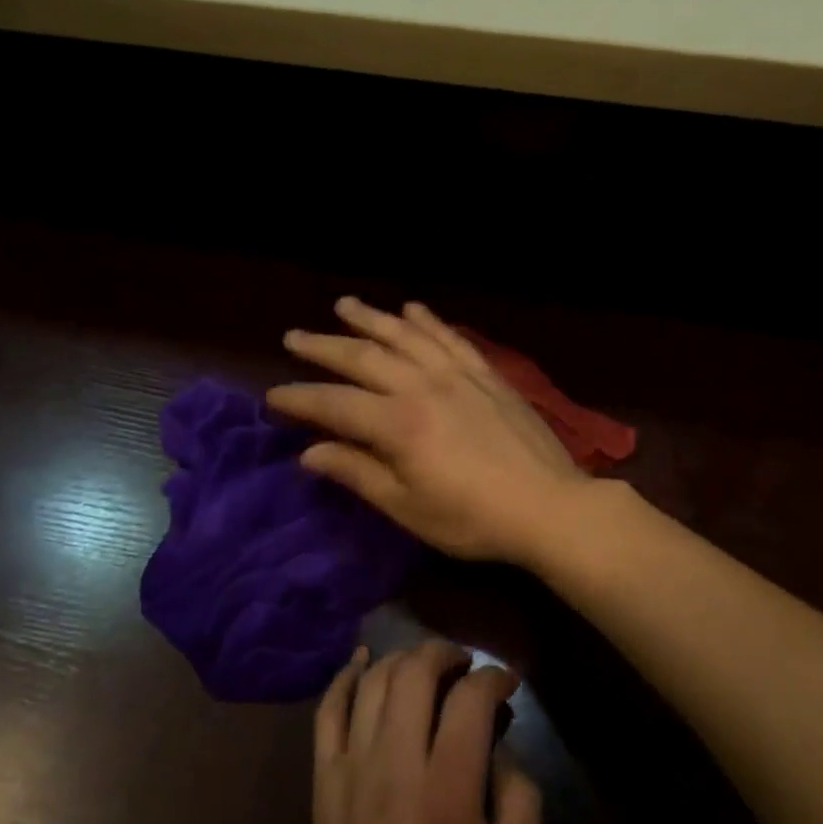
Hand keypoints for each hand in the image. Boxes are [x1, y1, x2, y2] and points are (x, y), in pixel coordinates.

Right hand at [267, 297, 590, 565]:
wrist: (548, 505)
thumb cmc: (473, 519)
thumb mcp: (408, 508)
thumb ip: (358, 474)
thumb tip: (310, 453)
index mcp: (398, 424)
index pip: (335, 403)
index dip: (300, 398)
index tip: (273, 395)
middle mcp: (422, 387)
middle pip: (363, 358)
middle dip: (324, 347)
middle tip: (294, 337)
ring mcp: (457, 375)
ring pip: (404, 336)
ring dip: (371, 319)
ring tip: (344, 304)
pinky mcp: (486, 374)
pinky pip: (450, 337)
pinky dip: (428, 321)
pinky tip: (412, 308)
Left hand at [302, 641, 541, 823]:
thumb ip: (522, 804)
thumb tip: (503, 747)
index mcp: (447, 793)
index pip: (468, 700)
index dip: (493, 676)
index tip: (505, 681)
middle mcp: (395, 767)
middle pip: (415, 673)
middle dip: (445, 652)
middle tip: (463, 663)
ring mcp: (351, 770)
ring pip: (373, 683)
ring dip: (403, 659)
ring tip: (424, 665)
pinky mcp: (323, 782)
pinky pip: (327, 713)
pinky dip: (345, 678)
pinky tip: (362, 662)